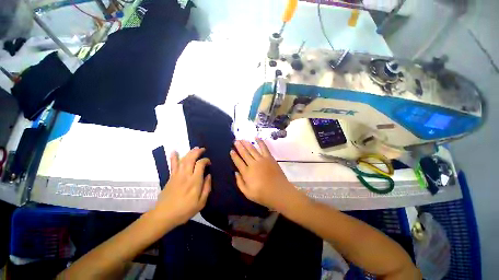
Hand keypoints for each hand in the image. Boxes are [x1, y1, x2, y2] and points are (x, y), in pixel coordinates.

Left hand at [154, 148, 210, 226]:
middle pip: (191, 159)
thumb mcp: (201, 203)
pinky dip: (173, 157)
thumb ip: (207, 188)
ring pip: (183, 160)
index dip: (205, 160)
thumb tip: (209, 175)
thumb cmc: (185, 210)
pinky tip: (174, 151)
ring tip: (195, 148)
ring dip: (189, 152)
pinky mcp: (170, 177)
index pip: (200, 164)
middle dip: (197, 152)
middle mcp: (186, 175)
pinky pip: (172, 165)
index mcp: (195, 181)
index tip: (209, 162)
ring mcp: (177, 175)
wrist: (164, 215)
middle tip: (202, 149)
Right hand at [230, 138, 297, 209]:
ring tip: (242, 139)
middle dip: (239, 147)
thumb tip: (235, 173)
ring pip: (252, 149)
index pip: (238, 162)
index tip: (231, 150)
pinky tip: (256, 137)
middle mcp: (253, 164)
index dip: (234, 156)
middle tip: (235, 141)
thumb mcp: (247, 193)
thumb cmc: (263, 194)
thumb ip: (239, 182)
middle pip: (244, 153)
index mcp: (246, 173)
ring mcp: (261, 159)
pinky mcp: (269, 158)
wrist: (279, 192)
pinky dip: (260, 142)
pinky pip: (264, 148)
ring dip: (246, 144)